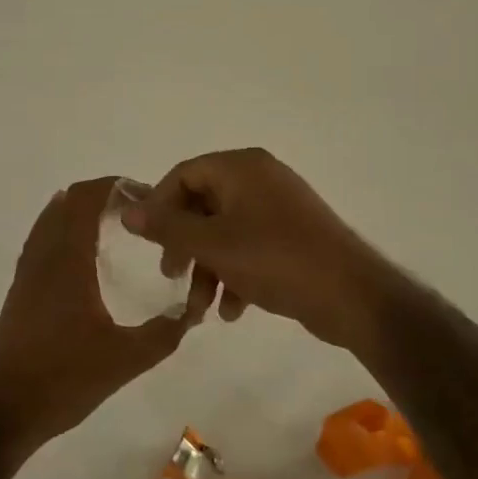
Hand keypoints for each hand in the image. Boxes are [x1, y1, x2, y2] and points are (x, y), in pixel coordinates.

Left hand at [0, 178, 216, 455]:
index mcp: (67, 262)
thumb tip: (191, 311)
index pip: (85, 200)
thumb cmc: (62, 379)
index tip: (143, 194)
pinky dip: (62, 233)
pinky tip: (81, 259)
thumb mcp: (125, 360)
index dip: (113, 187)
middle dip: (100, 196)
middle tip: (134, 210)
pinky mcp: (18, 294)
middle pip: (66, 204)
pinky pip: (41, 244)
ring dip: (78, 213)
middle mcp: (42, 258)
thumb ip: (163, 334)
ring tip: (111, 225)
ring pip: (49, 223)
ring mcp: (25, 275)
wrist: (0, 411)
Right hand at [121, 148, 402, 349]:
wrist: (350, 294)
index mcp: (241, 167)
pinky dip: (235, 275)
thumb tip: (127, 211)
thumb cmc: (274, 260)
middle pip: (203, 205)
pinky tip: (232, 311)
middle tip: (170, 275)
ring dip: (207, 270)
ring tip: (200, 310)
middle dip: (184, 245)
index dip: (159, 206)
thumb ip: (166, 227)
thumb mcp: (212, 244)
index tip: (147, 241)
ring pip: (224, 233)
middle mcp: (260, 178)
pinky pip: (249, 248)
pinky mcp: (291, 237)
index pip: (184, 174)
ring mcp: (278, 208)